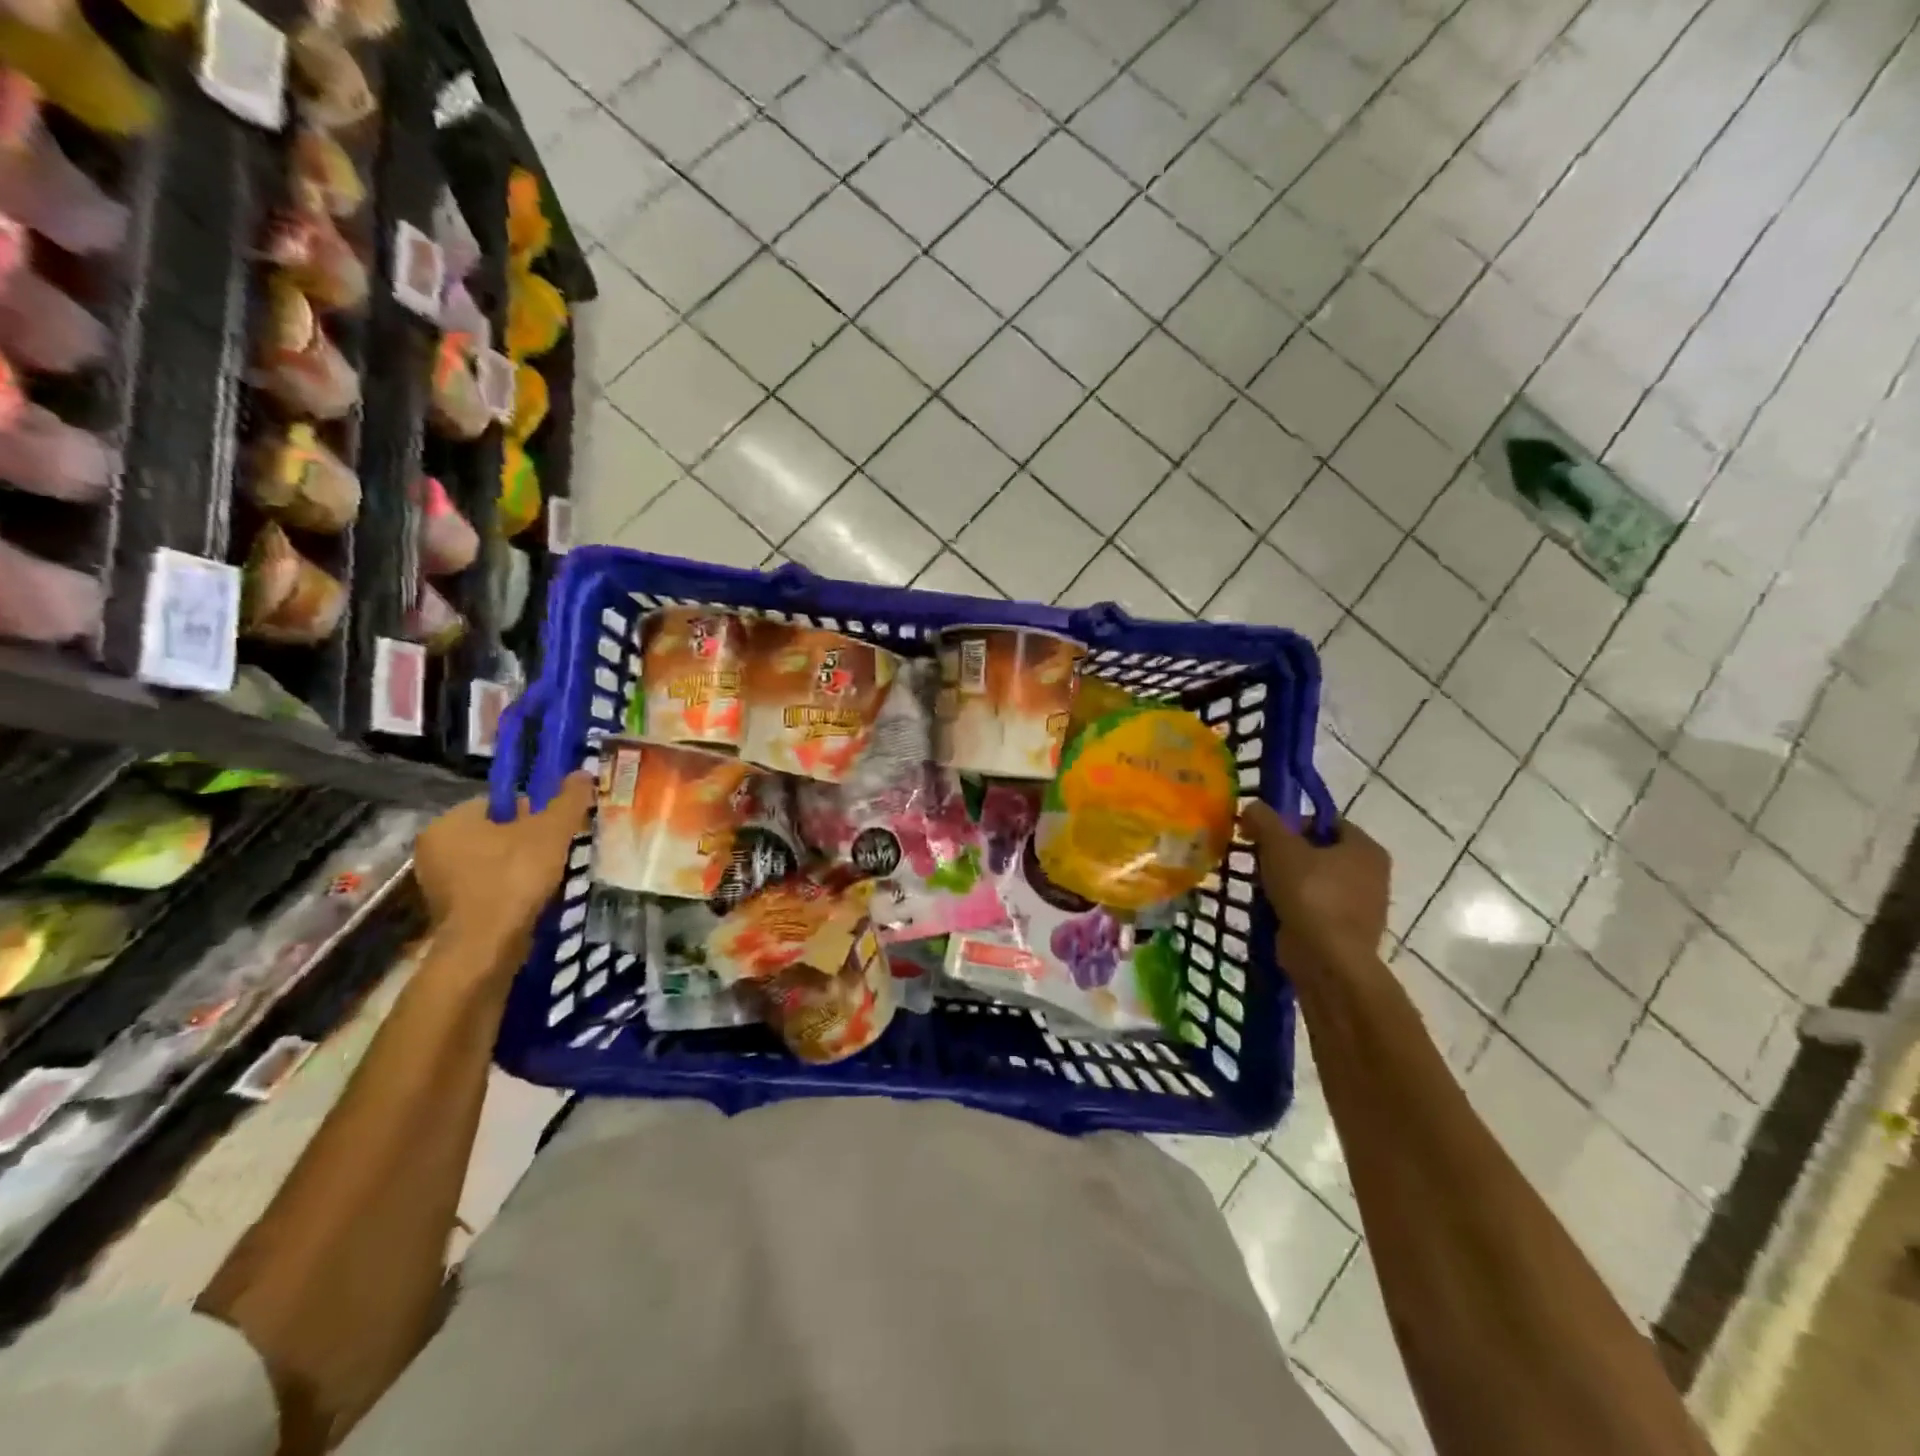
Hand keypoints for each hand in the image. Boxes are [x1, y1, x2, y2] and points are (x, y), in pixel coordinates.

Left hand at [414, 773, 593, 953]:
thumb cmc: (514, 876)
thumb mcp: (551, 831)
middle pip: (494, 832)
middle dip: (526, 839)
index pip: (497, 802)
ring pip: (492, 862)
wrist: (487, 946)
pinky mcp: (450, 912)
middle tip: (557, 850)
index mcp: (449, 822)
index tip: (554, 827)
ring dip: (520, 865)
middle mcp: (434, 849)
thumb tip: (582, 772)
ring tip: (549, 876)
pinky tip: (532, 898)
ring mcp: (438, 884)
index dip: (532, 810)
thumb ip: (568, 800)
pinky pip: (487, 887)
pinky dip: (510, 889)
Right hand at [1239, 801, 1389, 972]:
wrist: (1328, 960)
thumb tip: (1252, 807)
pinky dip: (1294, 907)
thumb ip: (1265, 821)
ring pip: (1315, 881)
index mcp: (1366, 848)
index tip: (1264, 834)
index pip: (1326, 821)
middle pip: (1319, 851)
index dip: (1292, 822)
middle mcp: (1372, 874)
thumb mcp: (1280, 847)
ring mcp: (1362, 907)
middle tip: (1258, 858)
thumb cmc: (1311, 894)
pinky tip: (1271, 910)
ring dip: (1287, 881)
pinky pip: (1314, 908)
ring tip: (1260, 886)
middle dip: (1287, 853)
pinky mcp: (1346, 933)